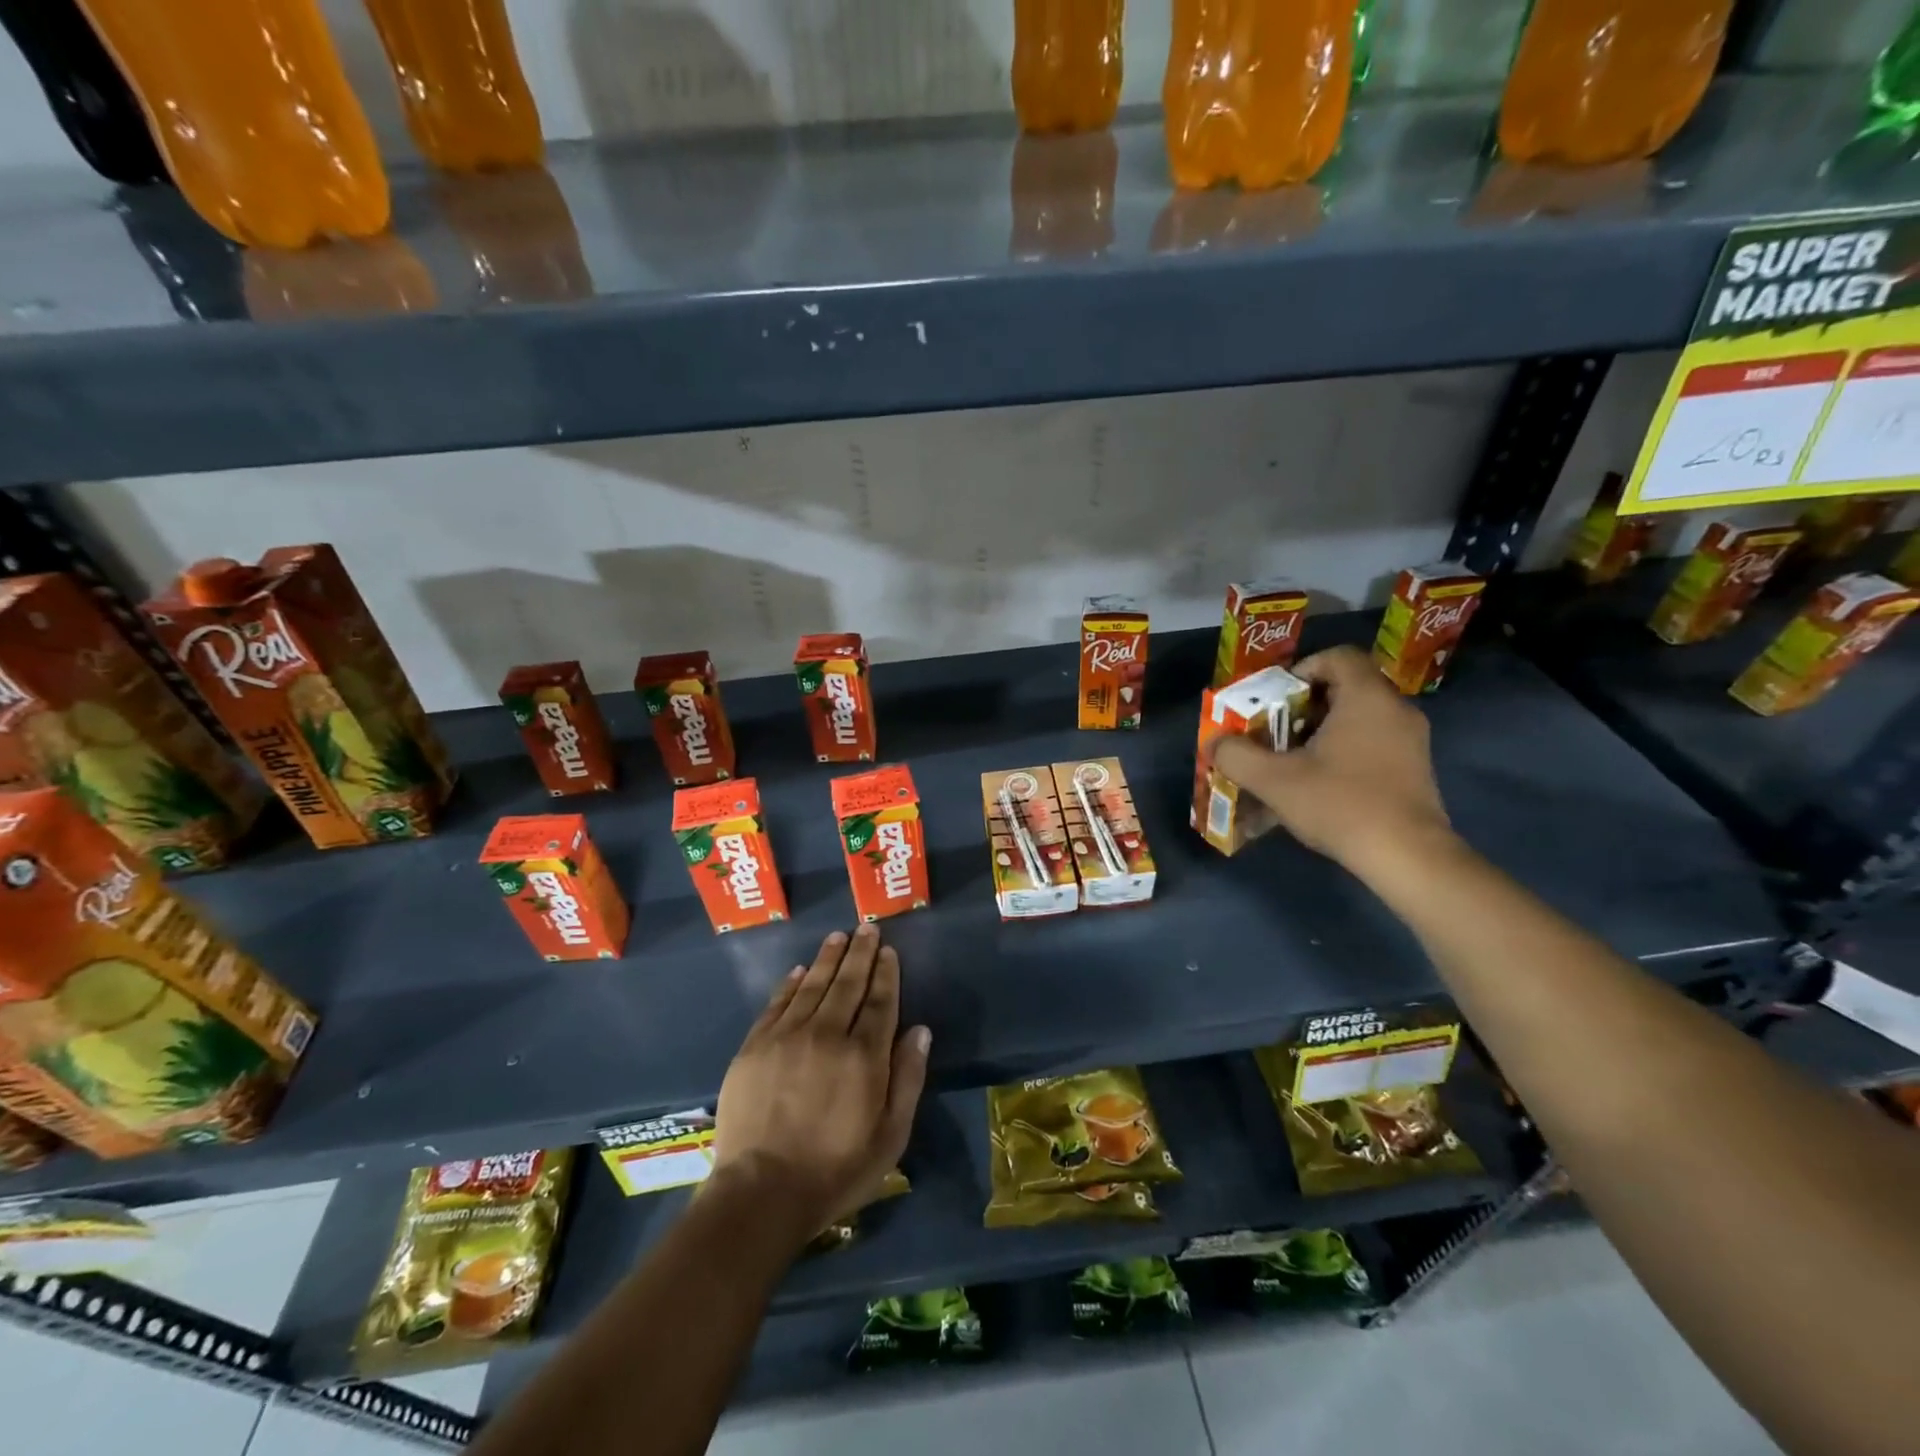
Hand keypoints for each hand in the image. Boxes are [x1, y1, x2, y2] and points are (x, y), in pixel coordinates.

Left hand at [712, 926, 930, 1240]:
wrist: (760, 1193)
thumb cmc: (835, 1170)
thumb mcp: (890, 1137)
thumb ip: (908, 1079)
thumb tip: (920, 1030)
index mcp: (864, 1056)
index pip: (880, 1002)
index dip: (886, 974)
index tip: (888, 950)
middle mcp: (827, 1035)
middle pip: (848, 984)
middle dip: (860, 954)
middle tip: (866, 928)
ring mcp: (787, 1037)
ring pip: (813, 986)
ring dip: (828, 959)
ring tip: (838, 937)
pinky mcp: (755, 1046)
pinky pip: (777, 1004)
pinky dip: (791, 984)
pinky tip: (800, 971)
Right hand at [1207, 644, 1456, 874]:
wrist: (1407, 856)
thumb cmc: (1340, 804)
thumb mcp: (1274, 780)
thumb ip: (1236, 755)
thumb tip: (1213, 742)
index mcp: (1366, 697)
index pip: (1337, 657)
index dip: (1302, 670)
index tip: (1277, 700)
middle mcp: (1395, 709)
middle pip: (1346, 688)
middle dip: (1305, 706)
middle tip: (1276, 731)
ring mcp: (1412, 741)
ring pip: (1359, 718)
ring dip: (1323, 732)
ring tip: (1293, 760)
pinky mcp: (1416, 769)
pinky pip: (1374, 743)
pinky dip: (1345, 751)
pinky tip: (1322, 784)